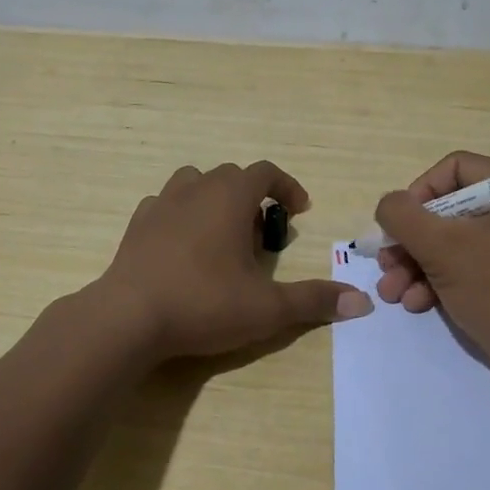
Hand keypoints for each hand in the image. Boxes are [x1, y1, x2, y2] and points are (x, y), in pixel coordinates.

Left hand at [96, 161, 373, 362]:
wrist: (128, 317)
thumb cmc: (204, 303)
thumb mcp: (267, 308)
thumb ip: (313, 300)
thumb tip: (361, 302)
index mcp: (229, 196)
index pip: (265, 172)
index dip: (287, 187)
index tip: (299, 211)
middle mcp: (195, 188)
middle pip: (231, 176)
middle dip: (253, 199)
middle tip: (262, 238)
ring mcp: (160, 204)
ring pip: (194, 183)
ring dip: (215, 201)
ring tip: (222, 237)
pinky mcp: (136, 225)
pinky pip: (165, 206)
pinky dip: (182, 216)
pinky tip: (184, 248)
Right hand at [373, 151, 489, 393]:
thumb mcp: (441, 248)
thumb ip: (403, 216)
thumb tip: (389, 206)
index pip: (454, 168)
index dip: (418, 193)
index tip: (399, 226)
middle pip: (448, 209)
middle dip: (410, 240)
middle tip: (386, 264)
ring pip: (452, 241)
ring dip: (415, 265)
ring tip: (392, 292)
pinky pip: (468, 265)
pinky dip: (438, 280)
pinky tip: (416, 303)